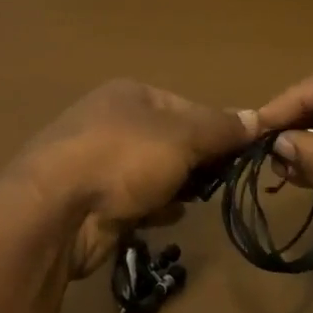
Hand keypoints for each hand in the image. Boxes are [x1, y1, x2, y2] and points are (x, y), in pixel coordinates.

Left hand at [17, 80, 253, 277]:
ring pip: (154, 173)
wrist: (54, 212)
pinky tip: (167, 216)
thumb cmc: (123, 159)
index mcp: (130, 95)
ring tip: (196, 200)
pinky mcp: (92, 201)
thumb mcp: (183, 136)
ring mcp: (98, 163)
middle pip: (172, 140)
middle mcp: (112, 122)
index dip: (217, 129)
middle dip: (197, 162)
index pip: (188, 107)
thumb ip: (221, 128)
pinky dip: (154, 208)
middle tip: (221, 181)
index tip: (242, 154)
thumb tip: (257, 118)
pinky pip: (136, 201)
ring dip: (177, 187)